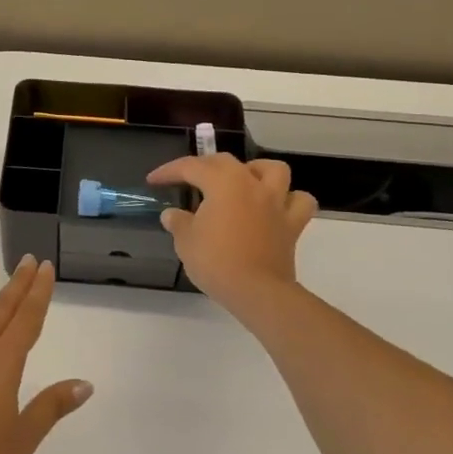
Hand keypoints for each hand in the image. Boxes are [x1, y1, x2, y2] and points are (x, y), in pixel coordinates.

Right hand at [146, 154, 317, 312]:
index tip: (154, 180)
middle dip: (205, 166)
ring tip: (243, 182)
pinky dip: (289, 200)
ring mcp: (276, 202)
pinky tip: (275, 207)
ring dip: (258, 171)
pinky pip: (298, 202)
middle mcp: (252, 183)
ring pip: (274, 171)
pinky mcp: (293, 224)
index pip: (191, 167)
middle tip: (190, 180)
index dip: (169, 171)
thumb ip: (179, 222)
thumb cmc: (216, 261)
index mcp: (223, 182)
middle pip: (228, 162)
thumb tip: (172, 215)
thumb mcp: (186, 241)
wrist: (256, 291)